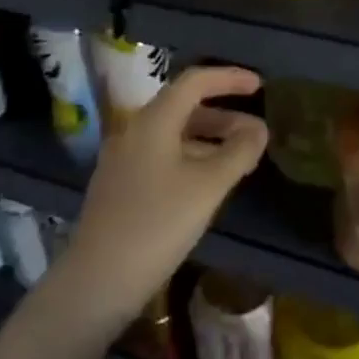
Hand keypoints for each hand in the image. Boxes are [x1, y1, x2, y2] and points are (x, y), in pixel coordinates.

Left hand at [59, 66, 267, 320]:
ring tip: (240, 159)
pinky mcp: (120, 185)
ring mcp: (123, 159)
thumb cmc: (157, 224)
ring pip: (173, 134)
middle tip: (255, 132)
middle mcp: (134, 130)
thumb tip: (259, 129)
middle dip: (223, 114)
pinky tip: (208, 184)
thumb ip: (238, 152)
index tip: (260, 87)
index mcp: (153, 121)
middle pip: (183, 107)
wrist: (97, 280)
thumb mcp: (208, 186)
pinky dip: (191, 157)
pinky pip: (162, 156)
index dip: (229, 78)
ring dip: (209, 139)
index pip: (195, 81)